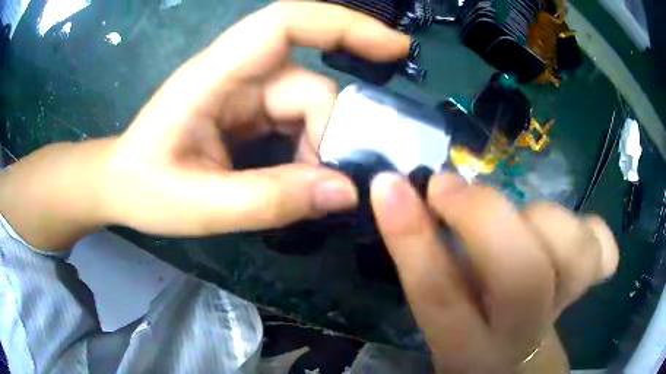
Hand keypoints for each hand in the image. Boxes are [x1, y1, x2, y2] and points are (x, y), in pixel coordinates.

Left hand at [97, 2, 409, 235]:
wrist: (120, 184)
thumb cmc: (145, 189)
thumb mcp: (200, 206)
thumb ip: (269, 199)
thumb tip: (345, 191)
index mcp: (214, 76)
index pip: (286, 23)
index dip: (345, 25)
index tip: (394, 48)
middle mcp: (236, 74)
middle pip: (309, 85)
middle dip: (329, 134)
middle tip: (331, 185)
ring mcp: (244, 92)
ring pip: (308, 106)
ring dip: (319, 148)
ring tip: (310, 191)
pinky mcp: (248, 111)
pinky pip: (296, 121)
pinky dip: (309, 150)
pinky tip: (302, 179)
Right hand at [370, 173, 618, 372]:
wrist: (519, 354)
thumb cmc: (475, 330)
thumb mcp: (444, 308)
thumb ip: (432, 261)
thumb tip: (409, 195)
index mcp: (468, 346)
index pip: (439, 297)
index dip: (413, 239)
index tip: (389, 185)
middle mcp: (521, 332)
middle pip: (522, 279)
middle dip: (484, 217)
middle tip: (449, 186)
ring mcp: (565, 306)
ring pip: (572, 256)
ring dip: (540, 219)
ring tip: (521, 220)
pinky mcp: (590, 284)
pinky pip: (604, 253)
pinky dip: (592, 231)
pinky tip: (575, 231)